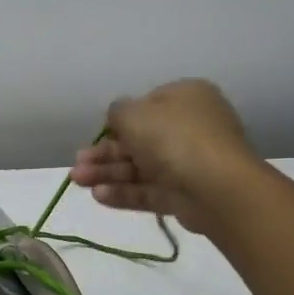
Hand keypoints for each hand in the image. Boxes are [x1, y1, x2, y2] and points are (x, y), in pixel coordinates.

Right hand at [72, 79, 265, 237]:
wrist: (216, 186)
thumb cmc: (174, 138)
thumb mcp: (134, 114)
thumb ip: (117, 112)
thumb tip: (117, 117)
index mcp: (185, 98)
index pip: (146, 106)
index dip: (119, 121)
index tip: (98, 134)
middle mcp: (189, 127)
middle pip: (138, 140)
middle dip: (104, 153)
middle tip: (78, 164)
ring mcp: (188, 162)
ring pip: (139, 167)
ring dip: (107, 173)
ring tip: (78, 181)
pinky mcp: (184, 194)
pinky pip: (148, 190)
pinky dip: (123, 192)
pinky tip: (98, 196)